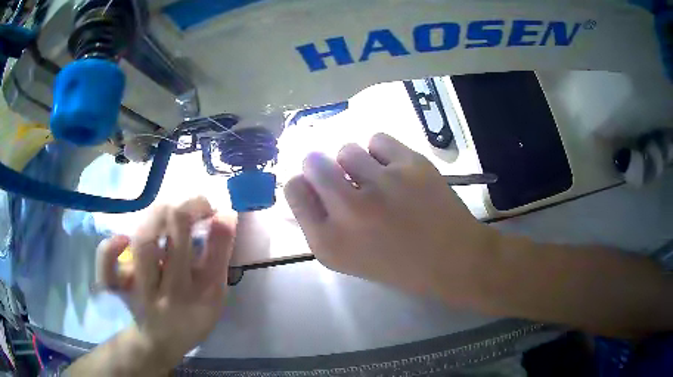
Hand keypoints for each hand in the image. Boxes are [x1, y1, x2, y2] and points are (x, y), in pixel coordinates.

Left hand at [96, 197, 235, 365]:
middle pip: (176, 234)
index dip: (213, 220)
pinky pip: (107, 269)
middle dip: (184, 208)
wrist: (159, 342)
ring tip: (167, 213)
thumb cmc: (191, 317)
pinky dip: (110, 249)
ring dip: (157, 217)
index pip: (213, 251)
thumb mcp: (213, 294)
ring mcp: (140, 292)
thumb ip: (219, 255)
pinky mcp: (117, 291)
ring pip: (143, 244)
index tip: (212, 210)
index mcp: (201, 297)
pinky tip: (122, 240)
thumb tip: (225, 214)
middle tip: (191, 207)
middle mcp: (171, 293)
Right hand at [285, 133, 497, 302]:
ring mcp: (382, 184)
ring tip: (375, 178)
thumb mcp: (347, 258)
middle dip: (321, 165)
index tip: (314, 186)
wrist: (452, 259)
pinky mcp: (411, 165)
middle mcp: (349, 210)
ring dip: (355, 162)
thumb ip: (319, 225)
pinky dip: (381, 152)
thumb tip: (303, 189)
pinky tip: (393, 169)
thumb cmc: (398, 266)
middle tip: (340, 175)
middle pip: (313, 162)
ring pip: (347, 149)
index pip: (293, 190)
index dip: (303, 183)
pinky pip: (377, 140)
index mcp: (328, 241)